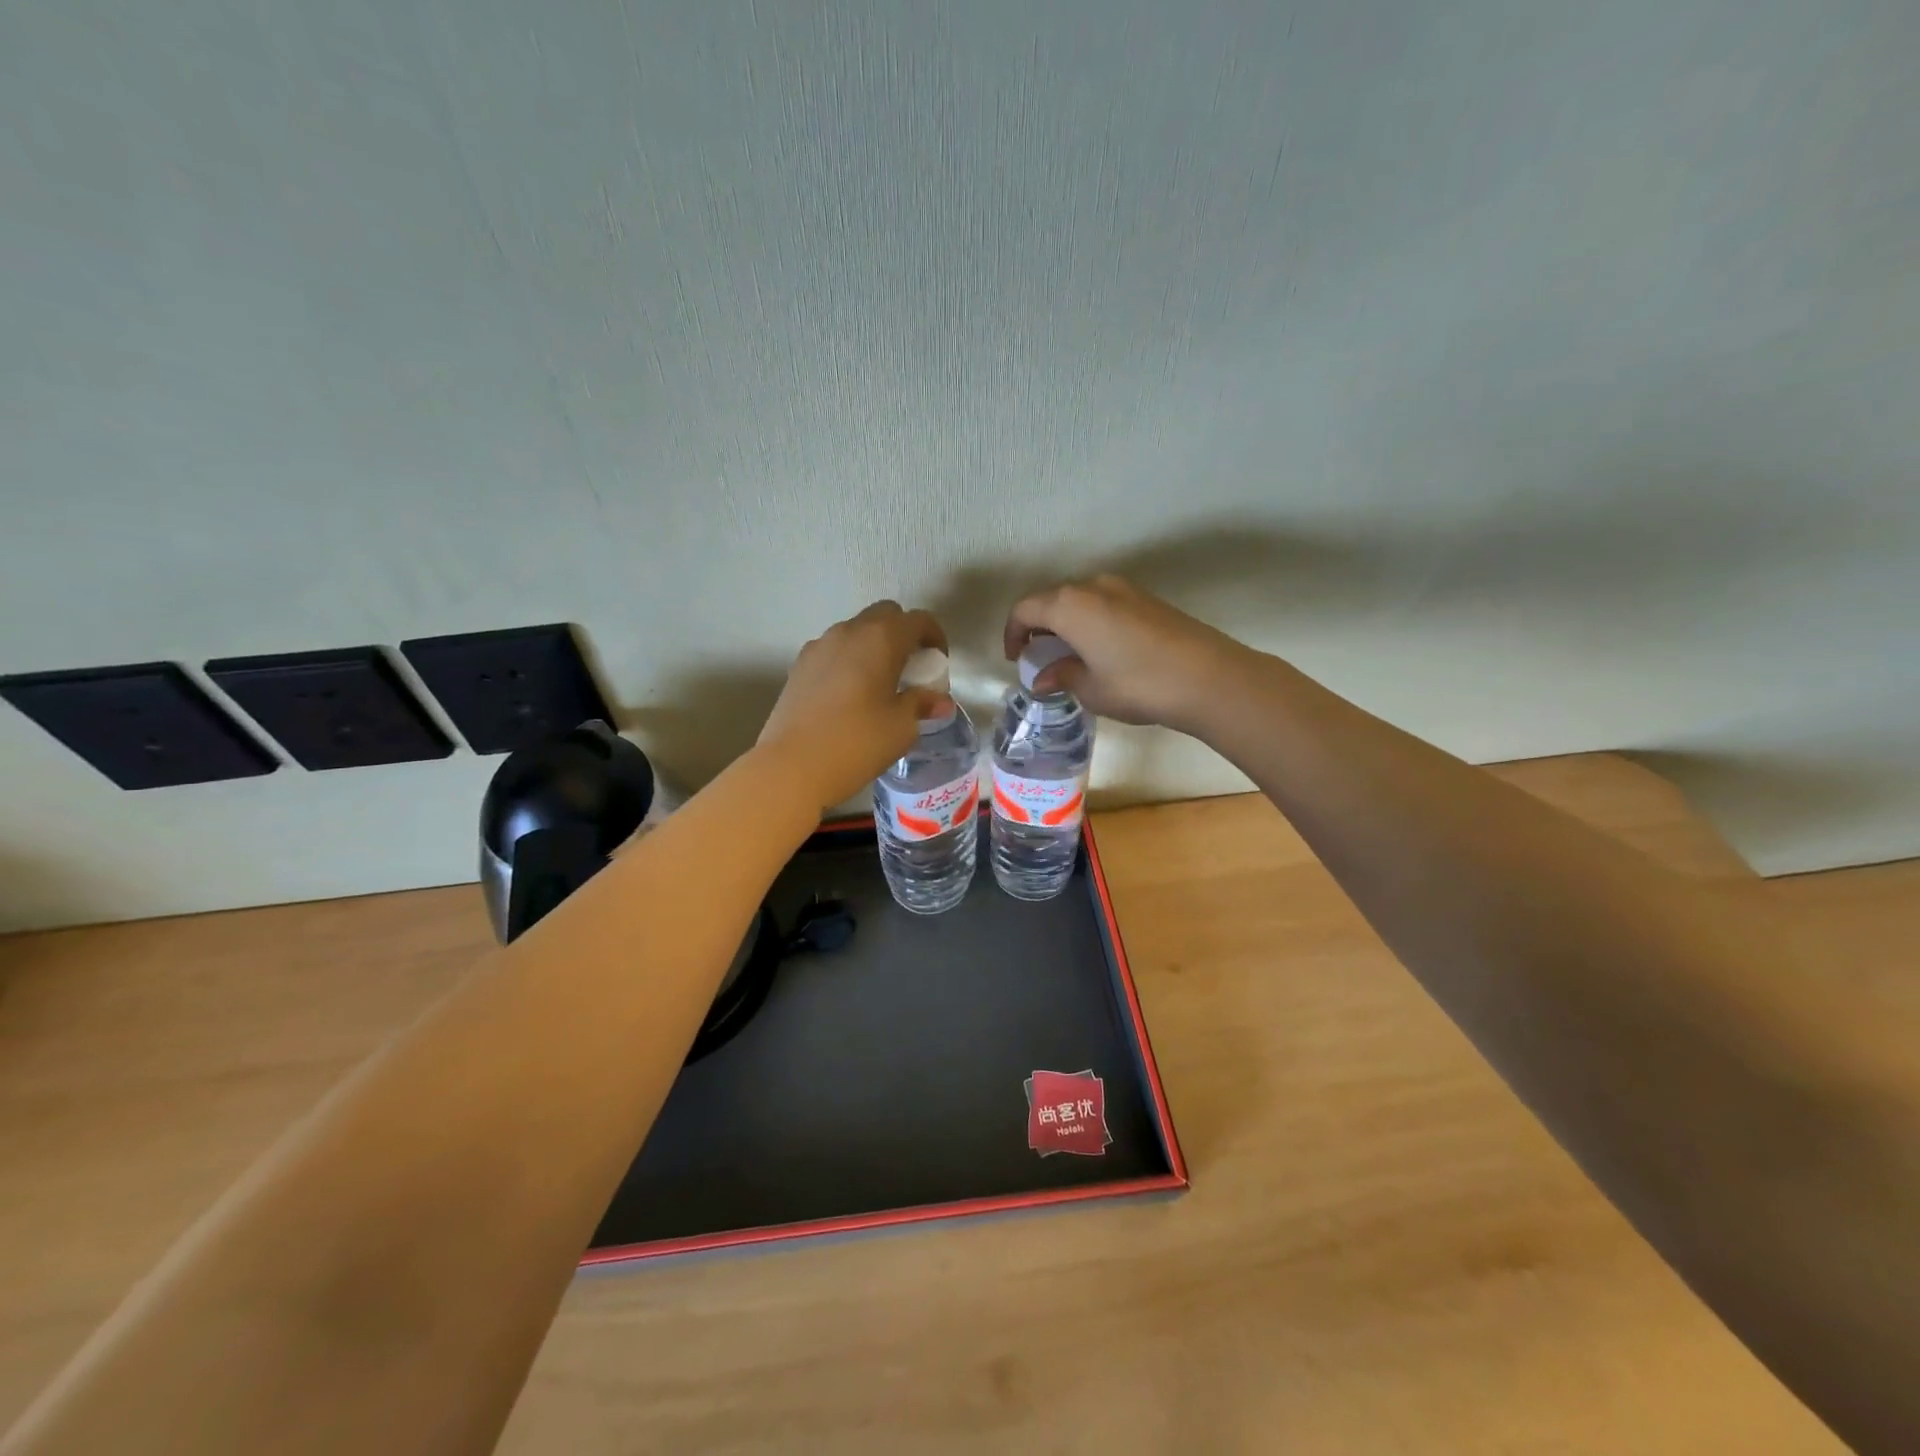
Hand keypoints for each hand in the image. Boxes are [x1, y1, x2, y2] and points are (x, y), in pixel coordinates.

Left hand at [758, 601, 949, 806]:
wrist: (790, 767)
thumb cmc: (856, 743)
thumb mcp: (901, 727)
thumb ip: (922, 704)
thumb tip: (939, 700)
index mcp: (880, 639)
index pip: (917, 620)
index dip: (934, 636)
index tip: (938, 662)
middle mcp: (848, 631)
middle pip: (884, 615)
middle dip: (903, 634)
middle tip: (911, 669)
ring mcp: (818, 646)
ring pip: (855, 631)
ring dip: (874, 646)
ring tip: (880, 684)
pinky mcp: (798, 665)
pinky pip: (833, 650)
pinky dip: (849, 660)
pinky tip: (850, 695)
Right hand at [1002, 575, 1251, 730]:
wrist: (1208, 677)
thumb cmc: (1137, 684)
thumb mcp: (1091, 688)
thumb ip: (1061, 676)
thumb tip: (1042, 677)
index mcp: (1069, 605)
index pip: (1025, 609)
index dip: (1013, 633)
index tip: (1016, 659)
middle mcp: (1093, 586)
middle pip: (1052, 599)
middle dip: (1039, 627)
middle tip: (1040, 658)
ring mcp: (1124, 589)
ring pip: (1080, 600)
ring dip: (1067, 624)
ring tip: (1071, 657)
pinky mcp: (1148, 599)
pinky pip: (1105, 605)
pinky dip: (1092, 622)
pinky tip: (1102, 651)